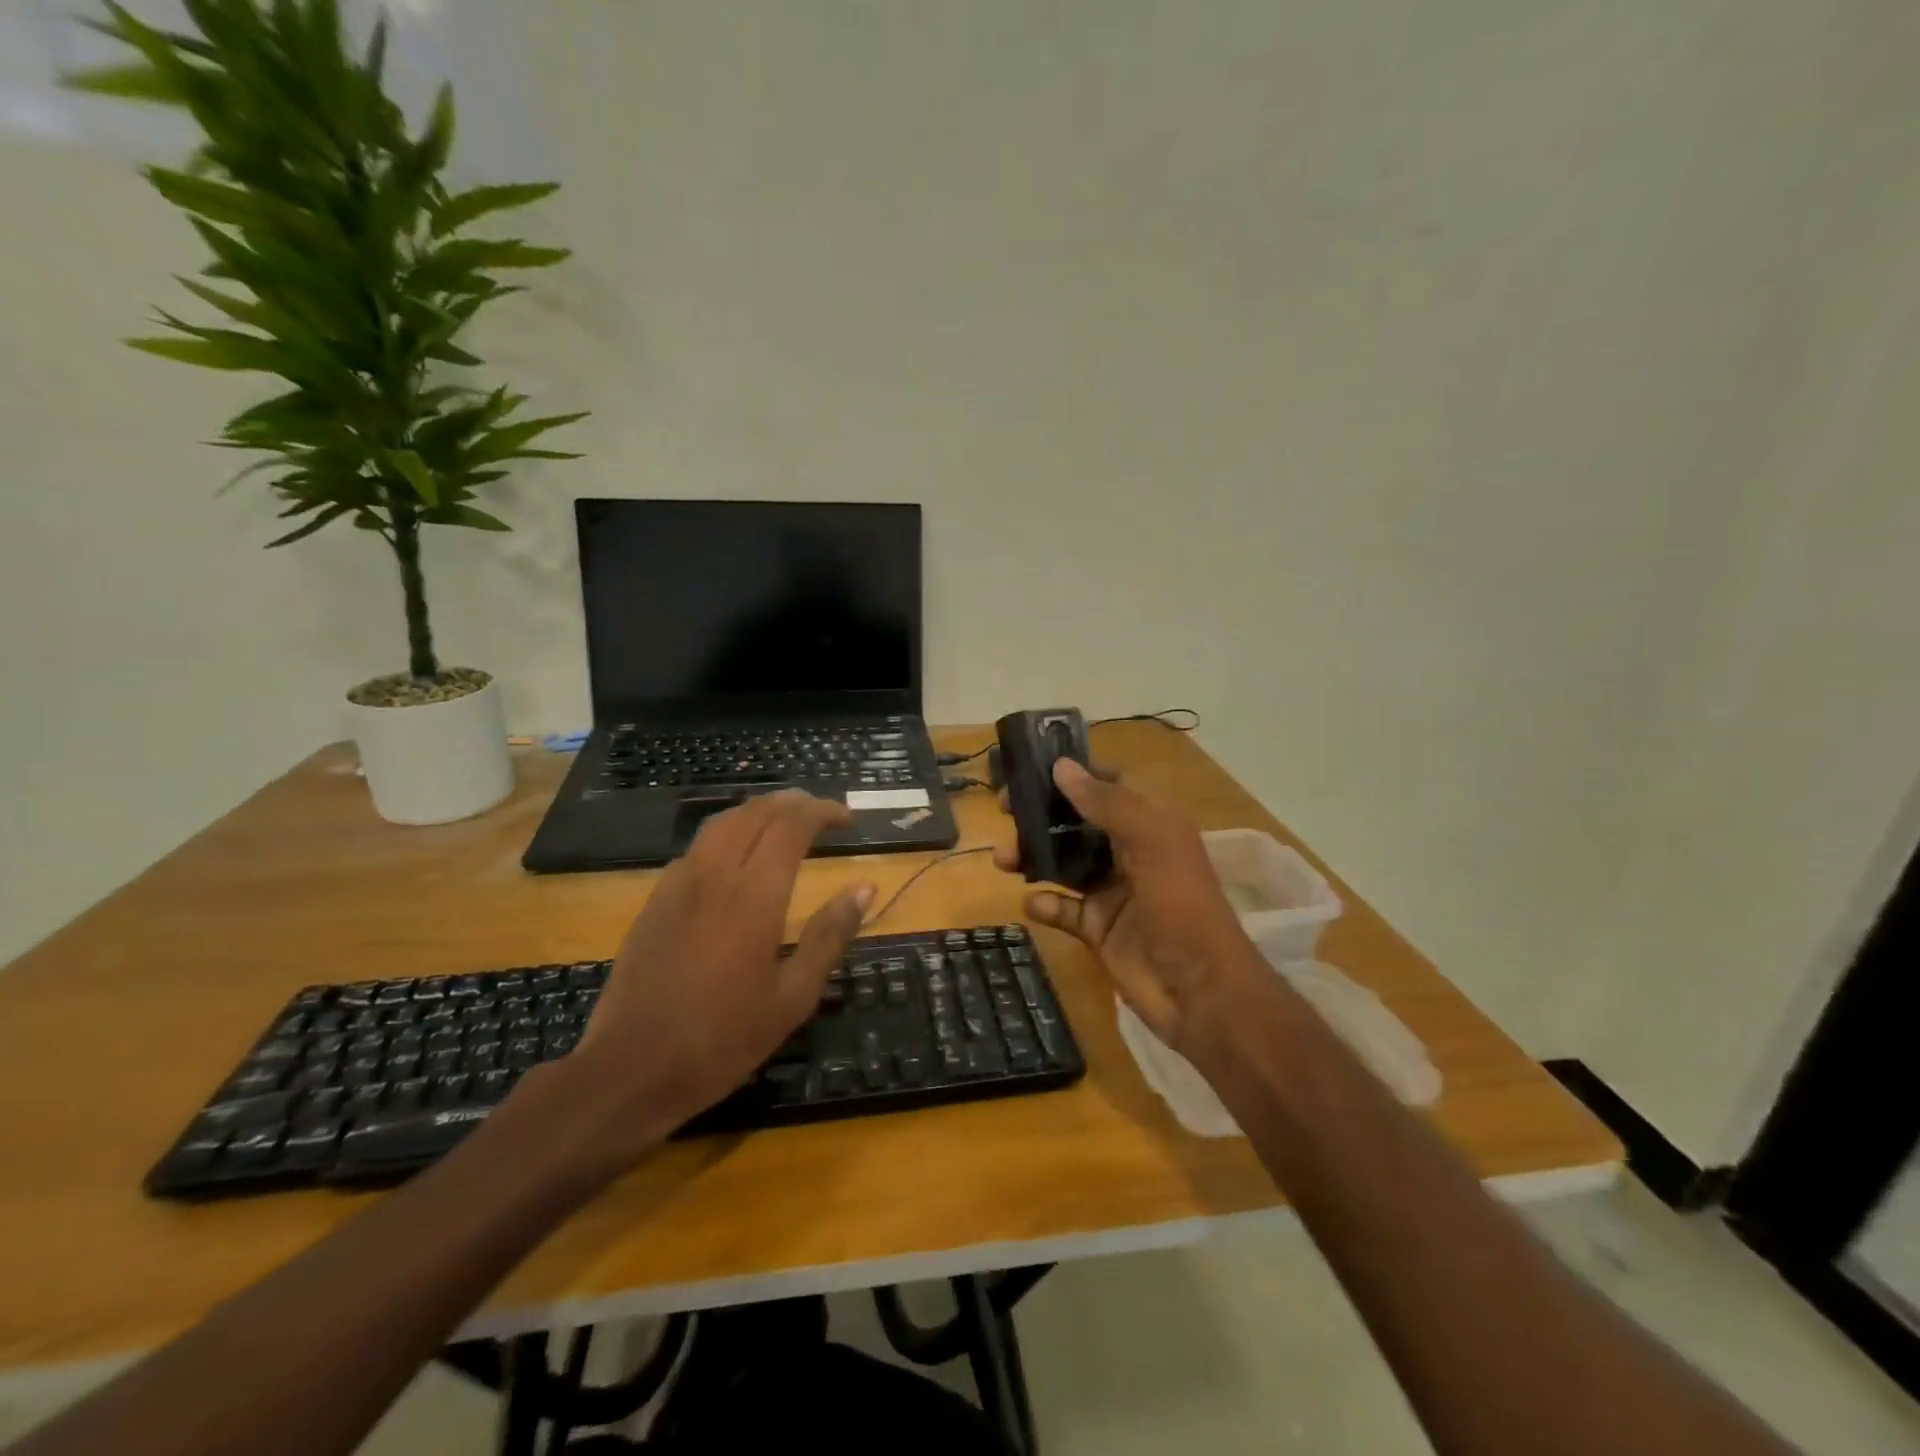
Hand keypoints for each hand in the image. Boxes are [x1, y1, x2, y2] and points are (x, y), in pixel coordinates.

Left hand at [537, 790, 873, 1173]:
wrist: (629, 1069)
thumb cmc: (722, 1040)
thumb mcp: (793, 997)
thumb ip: (830, 936)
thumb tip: (864, 888)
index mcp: (754, 895)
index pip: (792, 825)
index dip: (823, 812)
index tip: (847, 819)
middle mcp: (714, 874)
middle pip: (755, 813)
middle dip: (793, 803)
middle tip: (821, 812)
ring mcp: (678, 884)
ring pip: (721, 823)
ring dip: (758, 811)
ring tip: (784, 820)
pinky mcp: (655, 899)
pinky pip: (697, 847)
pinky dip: (728, 834)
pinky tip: (736, 858)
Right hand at [994, 760, 1258, 1056]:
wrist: (1202, 993)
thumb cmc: (1181, 906)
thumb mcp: (1152, 842)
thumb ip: (1107, 802)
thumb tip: (1062, 766)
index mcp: (1152, 822)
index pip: (1110, 783)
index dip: (1075, 772)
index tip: (1031, 767)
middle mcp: (1131, 851)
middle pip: (1078, 820)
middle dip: (1042, 812)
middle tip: (1003, 809)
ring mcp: (1114, 891)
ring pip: (1064, 862)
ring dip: (1033, 856)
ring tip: (1002, 858)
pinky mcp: (1099, 928)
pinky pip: (1064, 908)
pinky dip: (1044, 903)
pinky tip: (1031, 903)